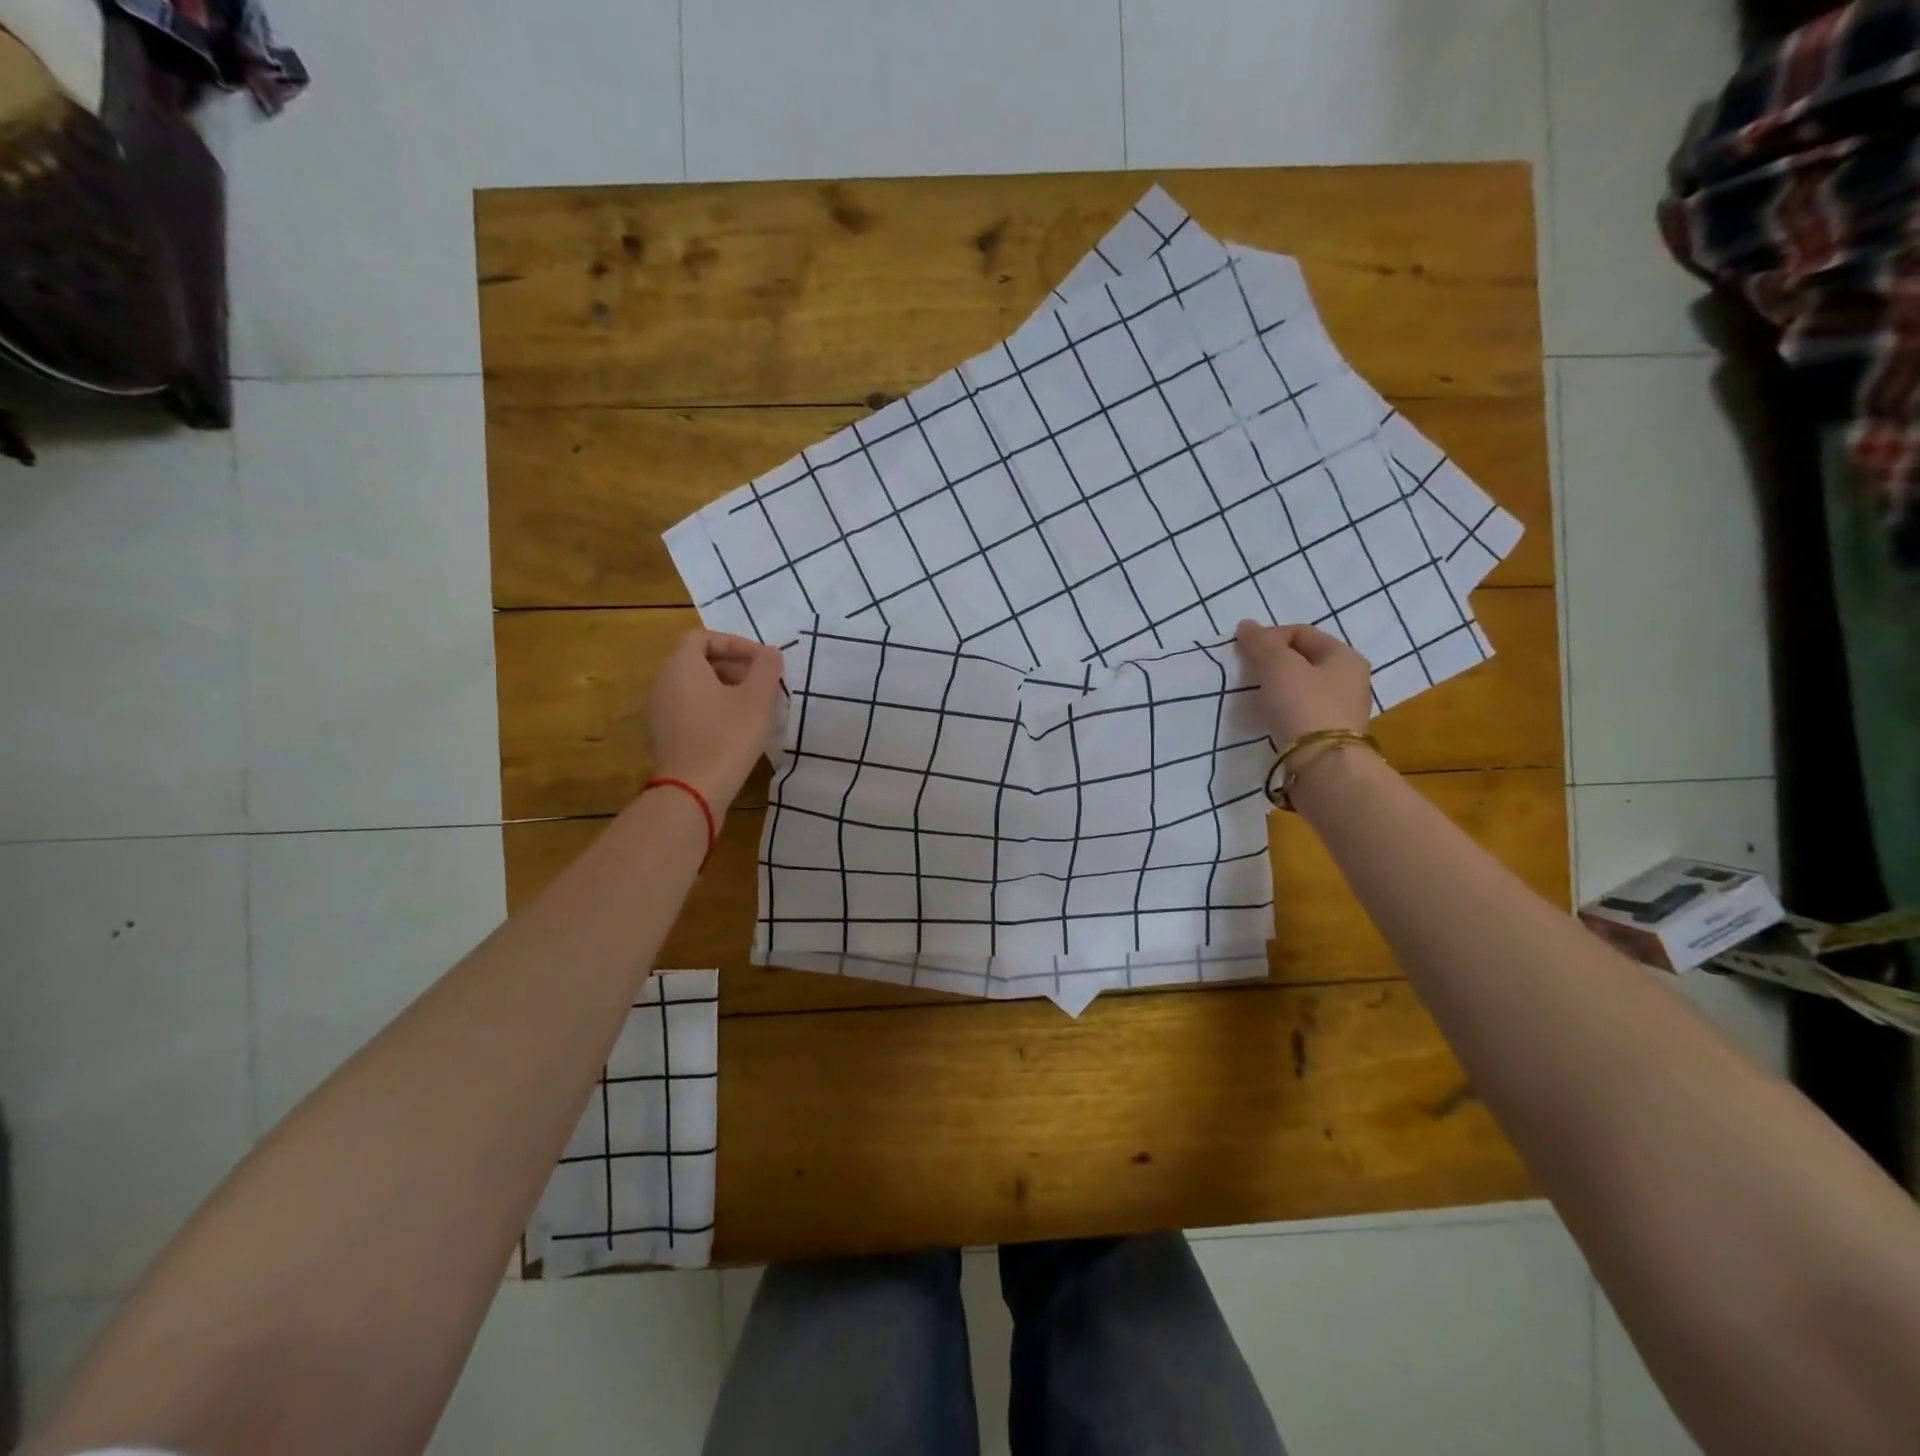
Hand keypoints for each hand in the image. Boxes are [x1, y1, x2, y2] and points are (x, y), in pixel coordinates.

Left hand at [648, 630, 784, 810]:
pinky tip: (735, 730)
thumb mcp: (758, 698)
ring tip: (753, 707)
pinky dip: (711, 709)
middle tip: (761, 683)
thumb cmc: (727, 737)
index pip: (702, 637)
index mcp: (682, 666)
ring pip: (693, 687)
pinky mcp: (663, 736)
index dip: (734, 643)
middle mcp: (663, 682)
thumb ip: (767, 667)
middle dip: (732, 666)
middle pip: (697, 661)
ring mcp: (659, 711)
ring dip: (723, 689)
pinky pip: (688, 710)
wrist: (692, 790)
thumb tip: (769, 653)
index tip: (761, 660)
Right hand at [1233, 620, 1372, 743]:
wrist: (1323, 766)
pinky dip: (1284, 708)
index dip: (1270, 637)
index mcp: (1344, 656)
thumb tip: (1246, 626)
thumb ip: (1261, 643)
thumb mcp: (1278, 666)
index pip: (1301, 632)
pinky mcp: (1330, 734)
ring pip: (1302, 686)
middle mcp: (1350, 679)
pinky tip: (1270, 717)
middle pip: (1303, 659)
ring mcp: (1343, 709)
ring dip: (1277, 686)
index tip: (1246, 654)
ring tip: (1256, 697)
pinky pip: (1302, 710)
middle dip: (1273, 662)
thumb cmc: (1303, 706)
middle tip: (1249, 675)